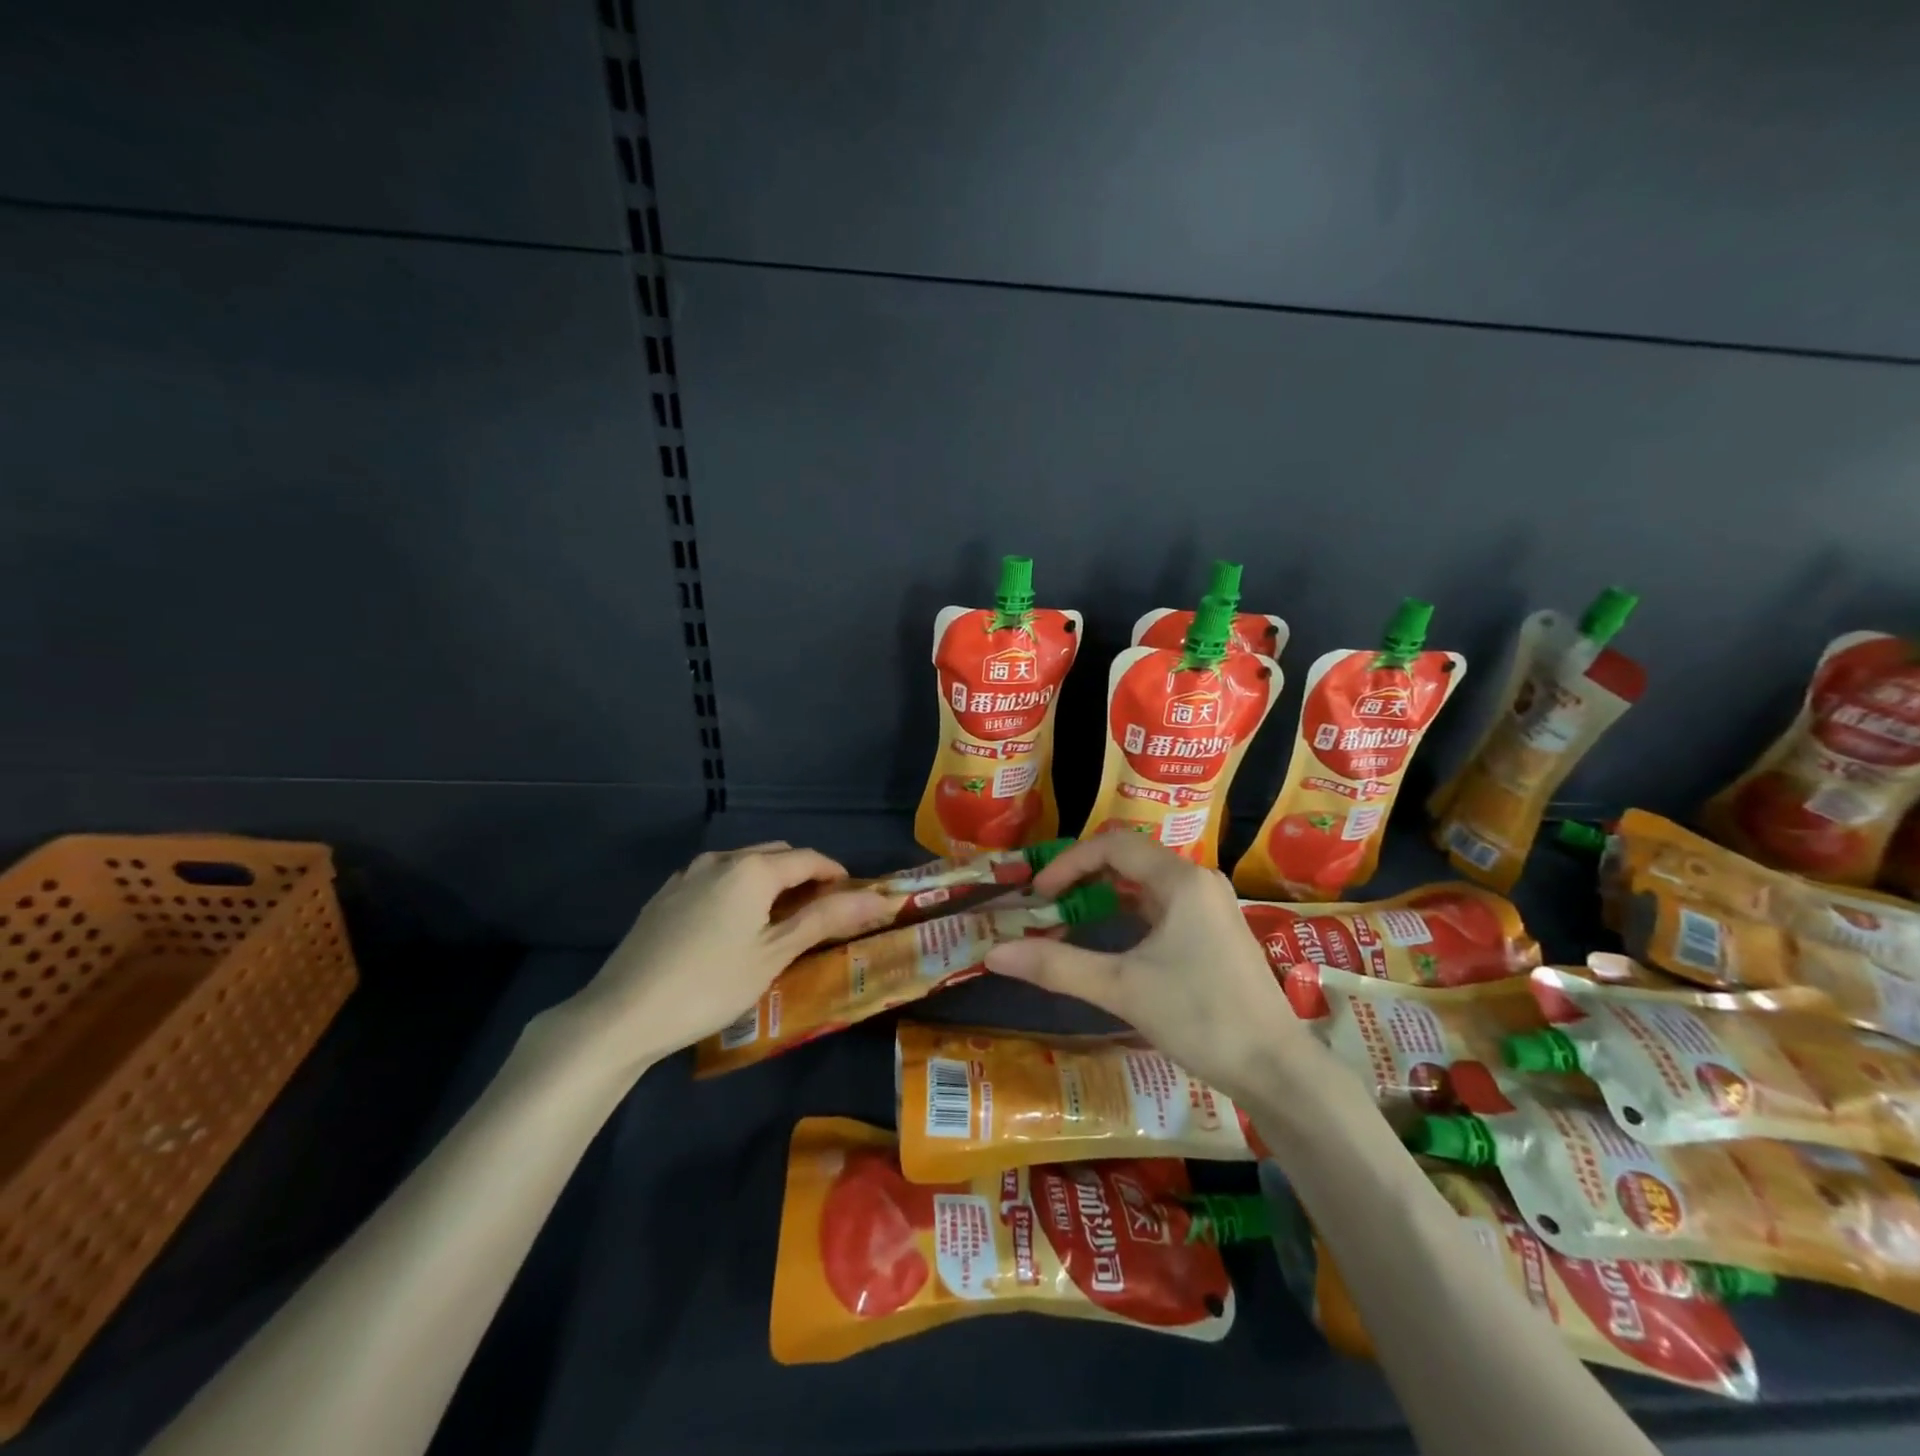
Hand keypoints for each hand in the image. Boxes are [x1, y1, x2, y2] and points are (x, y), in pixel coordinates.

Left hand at [543, 843, 894, 1076]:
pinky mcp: (666, 895)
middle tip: (819, 914)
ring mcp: (688, 875)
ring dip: (769, 882)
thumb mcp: (775, 954)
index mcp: (752, 869)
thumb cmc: (711, 984)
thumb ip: (825, 919)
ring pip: (743, 865)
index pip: (809, 859)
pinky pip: (715, 879)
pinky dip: (738, 890)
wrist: (622, 1013)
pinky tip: (733, 926)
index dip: (836, 875)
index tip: (853, 899)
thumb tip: (877, 898)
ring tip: (778, 921)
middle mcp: (721, 859)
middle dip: (803, 876)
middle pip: (776, 855)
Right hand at [984, 835, 1306, 1100]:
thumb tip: (994, 954)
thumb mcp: (1122, 988)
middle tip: (1048, 905)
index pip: (1111, 846)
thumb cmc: (1201, 1017)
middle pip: (1128, 860)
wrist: (1276, 1069)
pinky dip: (1128, 914)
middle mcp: (1198, 882)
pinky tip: (1112, 942)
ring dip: (1105, 896)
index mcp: (1180, 880)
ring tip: (1070, 920)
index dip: (1068, 863)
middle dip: (1083, 877)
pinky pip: (1162, 906)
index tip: (1039, 894)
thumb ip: (1057, 966)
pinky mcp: (1215, 932)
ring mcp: (1211, 907)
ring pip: (1145, 884)